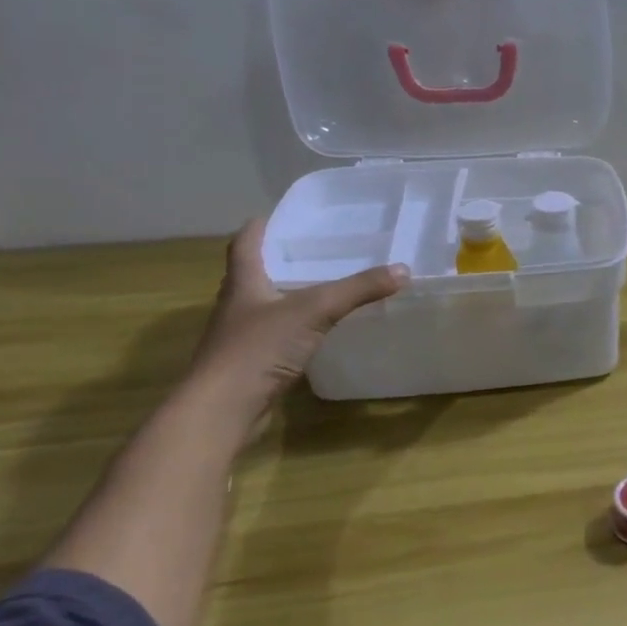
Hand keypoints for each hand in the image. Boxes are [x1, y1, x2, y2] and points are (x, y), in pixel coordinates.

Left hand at [185, 219, 408, 433]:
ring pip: (265, 307)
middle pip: (253, 275)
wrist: (223, 408)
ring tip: (321, 288)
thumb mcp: (314, 311)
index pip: (244, 246)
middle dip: (277, 262)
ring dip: (286, 296)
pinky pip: (276, 337)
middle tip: (311, 251)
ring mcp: (242, 338)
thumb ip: (358, 290)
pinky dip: (294, 330)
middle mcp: (238, 306)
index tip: (272, 217)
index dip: (258, 230)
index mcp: (244, 284)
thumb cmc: (258, 349)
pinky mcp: (252, 365)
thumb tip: (403, 269)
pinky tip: (316, 333)